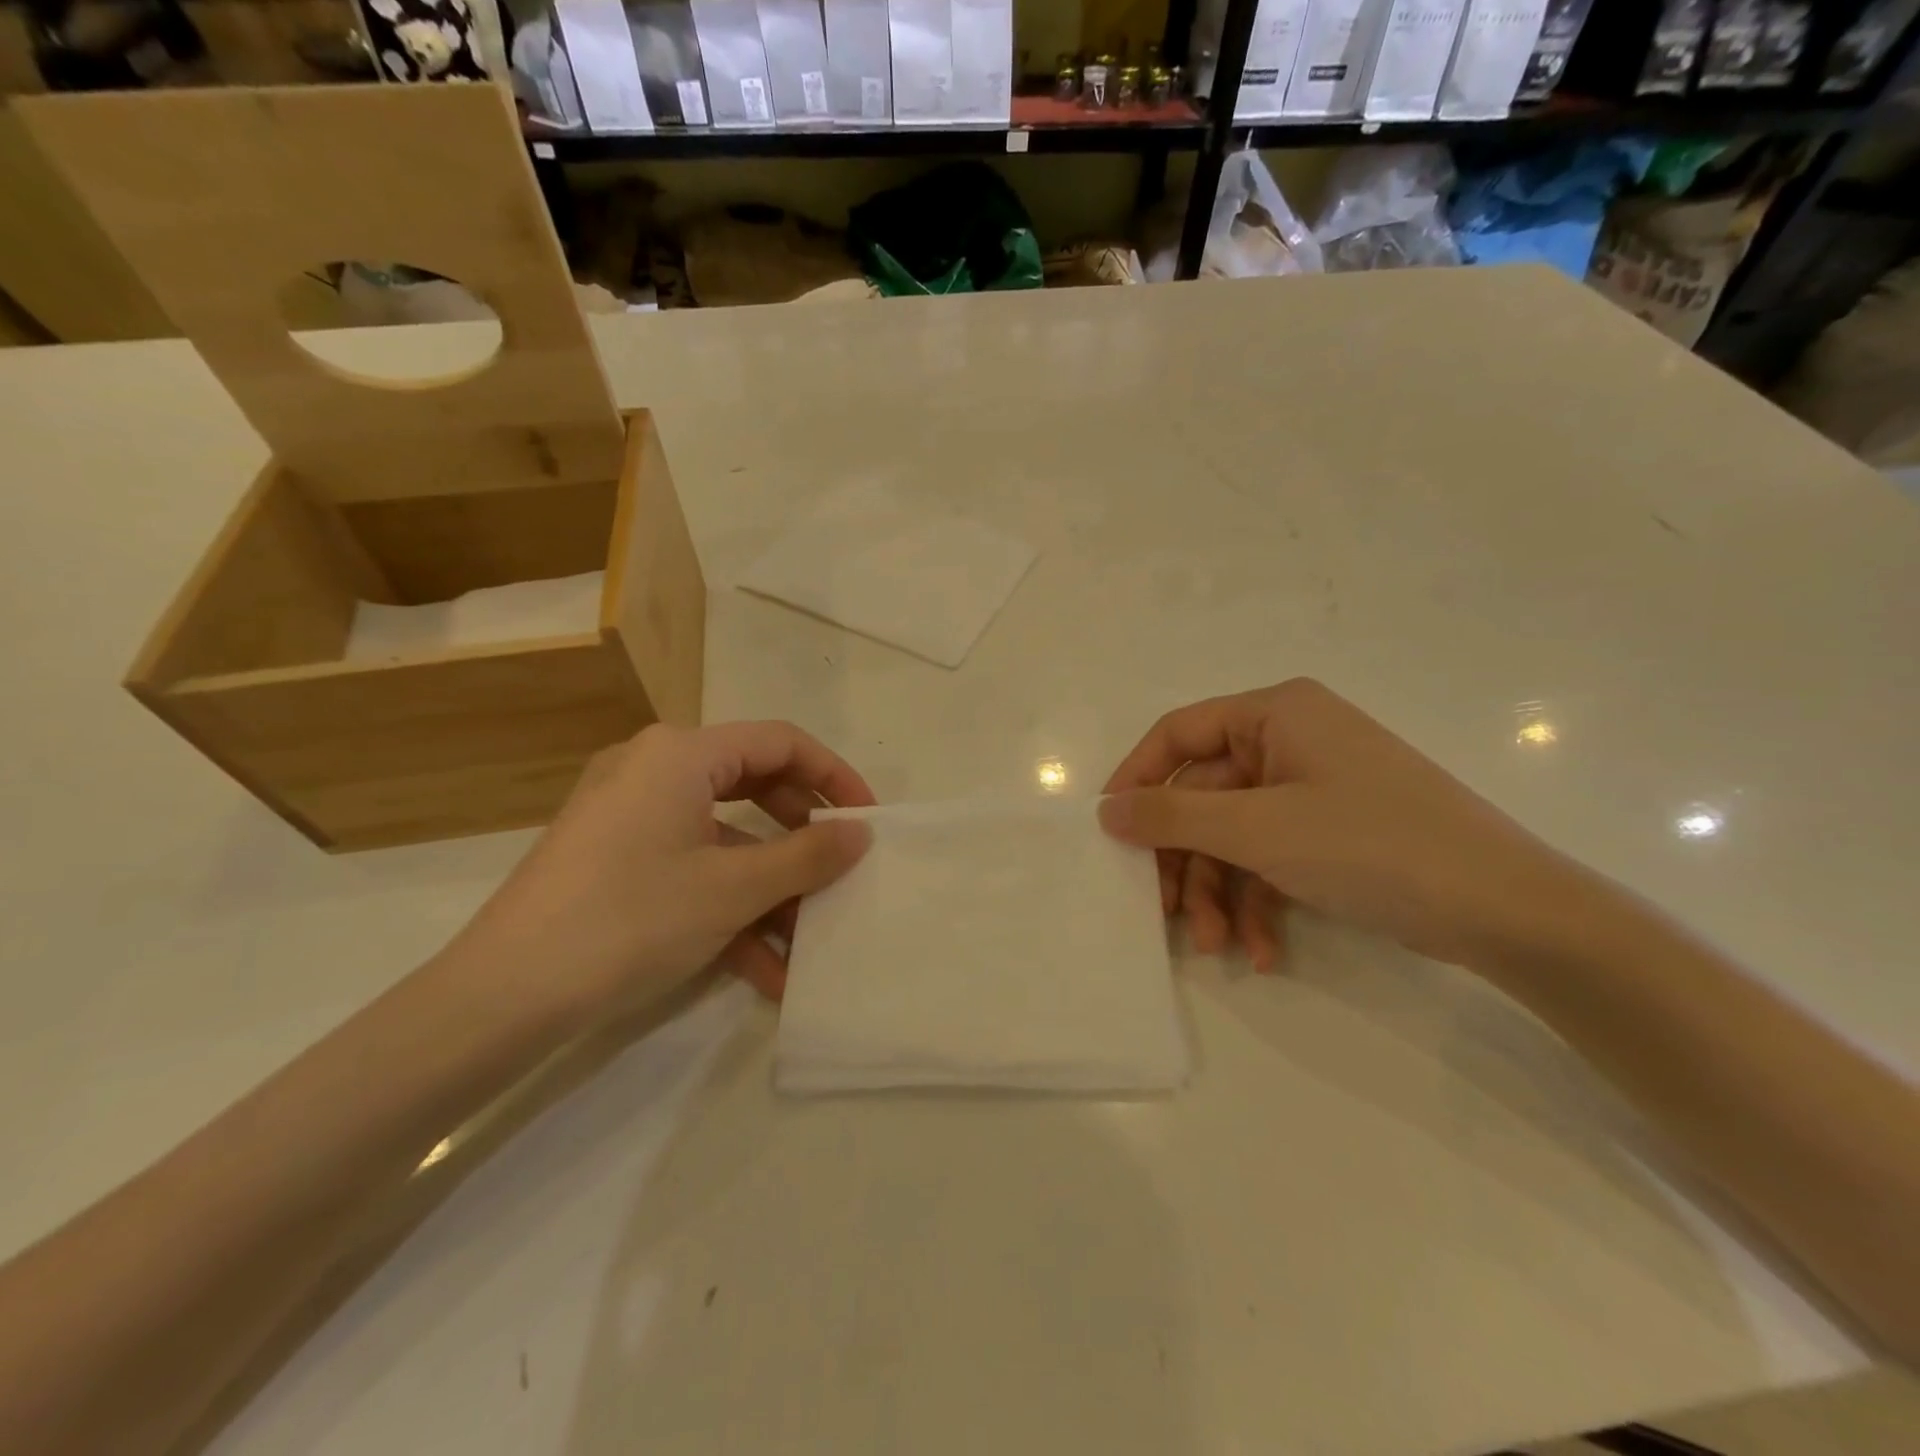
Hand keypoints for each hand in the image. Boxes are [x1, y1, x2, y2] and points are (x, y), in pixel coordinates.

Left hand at [439, 721, 875, 1016]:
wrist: (500, 999)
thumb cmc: (629, 920)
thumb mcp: (732, 889)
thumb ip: (807, 855)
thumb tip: (861, 832)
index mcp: (681, 754)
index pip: (780, 742)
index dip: (834, 776)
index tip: (868, 819)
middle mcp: (654, 770)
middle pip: (755, 786)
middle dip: (803, 836)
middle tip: (841, 870)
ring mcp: (631, 816)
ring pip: (726, 838)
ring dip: (771, 887)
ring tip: (808, 940)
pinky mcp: (616, 859)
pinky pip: (691, 868)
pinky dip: (729, 908)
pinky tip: (764, 969)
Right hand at [1100, 678, 1593, 971]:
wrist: (1507, 910)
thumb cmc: (1372, 845)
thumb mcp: (1260, 829)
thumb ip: (1174, 816)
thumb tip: (1106, 811)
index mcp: (1276, 713)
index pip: (1179, 734)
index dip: (1137, 779)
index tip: (1110, 830)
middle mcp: (1291, 741)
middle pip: (1205, 796)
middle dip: (1187, 861)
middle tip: (1164, 913)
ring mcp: (1314, 788)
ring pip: (1235, 835)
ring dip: (1220, 892)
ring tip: (1218, 946)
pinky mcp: (1332, 832)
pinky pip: (1272, 857)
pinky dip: (1260, 902)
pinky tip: (1264, 952)